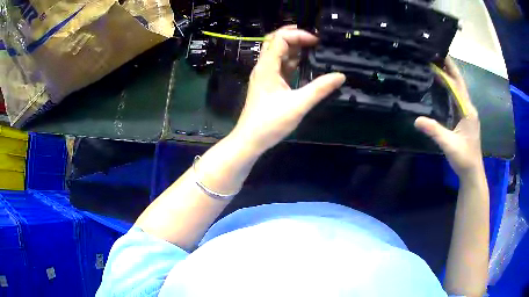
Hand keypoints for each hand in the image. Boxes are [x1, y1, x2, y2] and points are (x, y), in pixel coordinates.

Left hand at [231, 26, 344, 152]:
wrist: (250, 140)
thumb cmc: (271, 122)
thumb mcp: (298, 105)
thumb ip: (320, 89)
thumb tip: (340, 76)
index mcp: (267, 66)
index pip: (280, 38)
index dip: (299, 35)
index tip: (317, 41)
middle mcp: (264, 66)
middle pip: (276, 41)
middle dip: (295, 36)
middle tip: (315, 39)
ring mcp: (265, 75)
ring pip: (278, 53)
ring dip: (294, 48)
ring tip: (314, 49)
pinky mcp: (268, 84)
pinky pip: (280, 65)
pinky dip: (292, 61)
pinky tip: (305, 65)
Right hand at [415, 57, 482, 177]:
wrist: (472, 172)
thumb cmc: (464, 158)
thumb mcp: (449, 144)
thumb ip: (434, 131)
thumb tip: (416, 120)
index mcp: (467, 110)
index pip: (457, 85)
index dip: (447, 70)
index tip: (437, 55)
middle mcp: (468, 107)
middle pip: (459, 82)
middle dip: (449, 67)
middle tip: (436, 53)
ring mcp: (467, 112)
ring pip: (458, 89)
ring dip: (449, 76)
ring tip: (437, 64)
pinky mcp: (464, 117)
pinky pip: (456, 97)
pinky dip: (449, 87)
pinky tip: (442, 85)